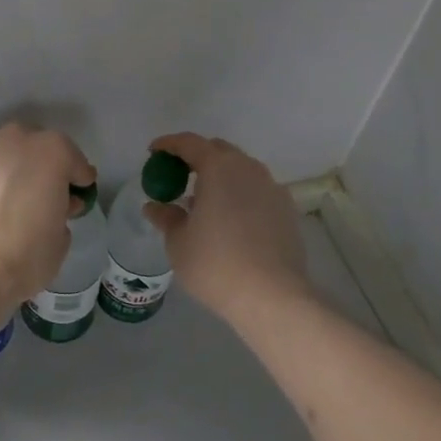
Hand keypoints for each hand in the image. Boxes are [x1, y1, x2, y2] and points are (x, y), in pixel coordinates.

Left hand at [0, 124, 94, 337]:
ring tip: (2, 192)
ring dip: (7, 163)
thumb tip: (56, 204)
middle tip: (38, 192)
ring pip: (1, 147)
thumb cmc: (24, 256)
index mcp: (52, 152)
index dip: (77, 178)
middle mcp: (16, 138)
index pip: (72, 159)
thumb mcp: (61, 238)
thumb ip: (63, 210)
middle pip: (35, 145)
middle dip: (40, 164)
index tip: (77, 192)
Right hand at [145, 133, 311, 327]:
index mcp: (219, 167)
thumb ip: (166, 218)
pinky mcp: (287, 210)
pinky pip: (257, 191)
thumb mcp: (179, 242)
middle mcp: (248, 168)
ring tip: (204, 202)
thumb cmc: (216, 265)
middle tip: (178, 177)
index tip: (153, 152)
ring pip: (241, 170)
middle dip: (196, 158)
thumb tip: (155, 207)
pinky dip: (239, 195)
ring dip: (220, 177)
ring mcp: (272, 188)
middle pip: (218, 151)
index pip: (189, 143)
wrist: (273, 298)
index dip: (168, 145)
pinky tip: (230, 221)